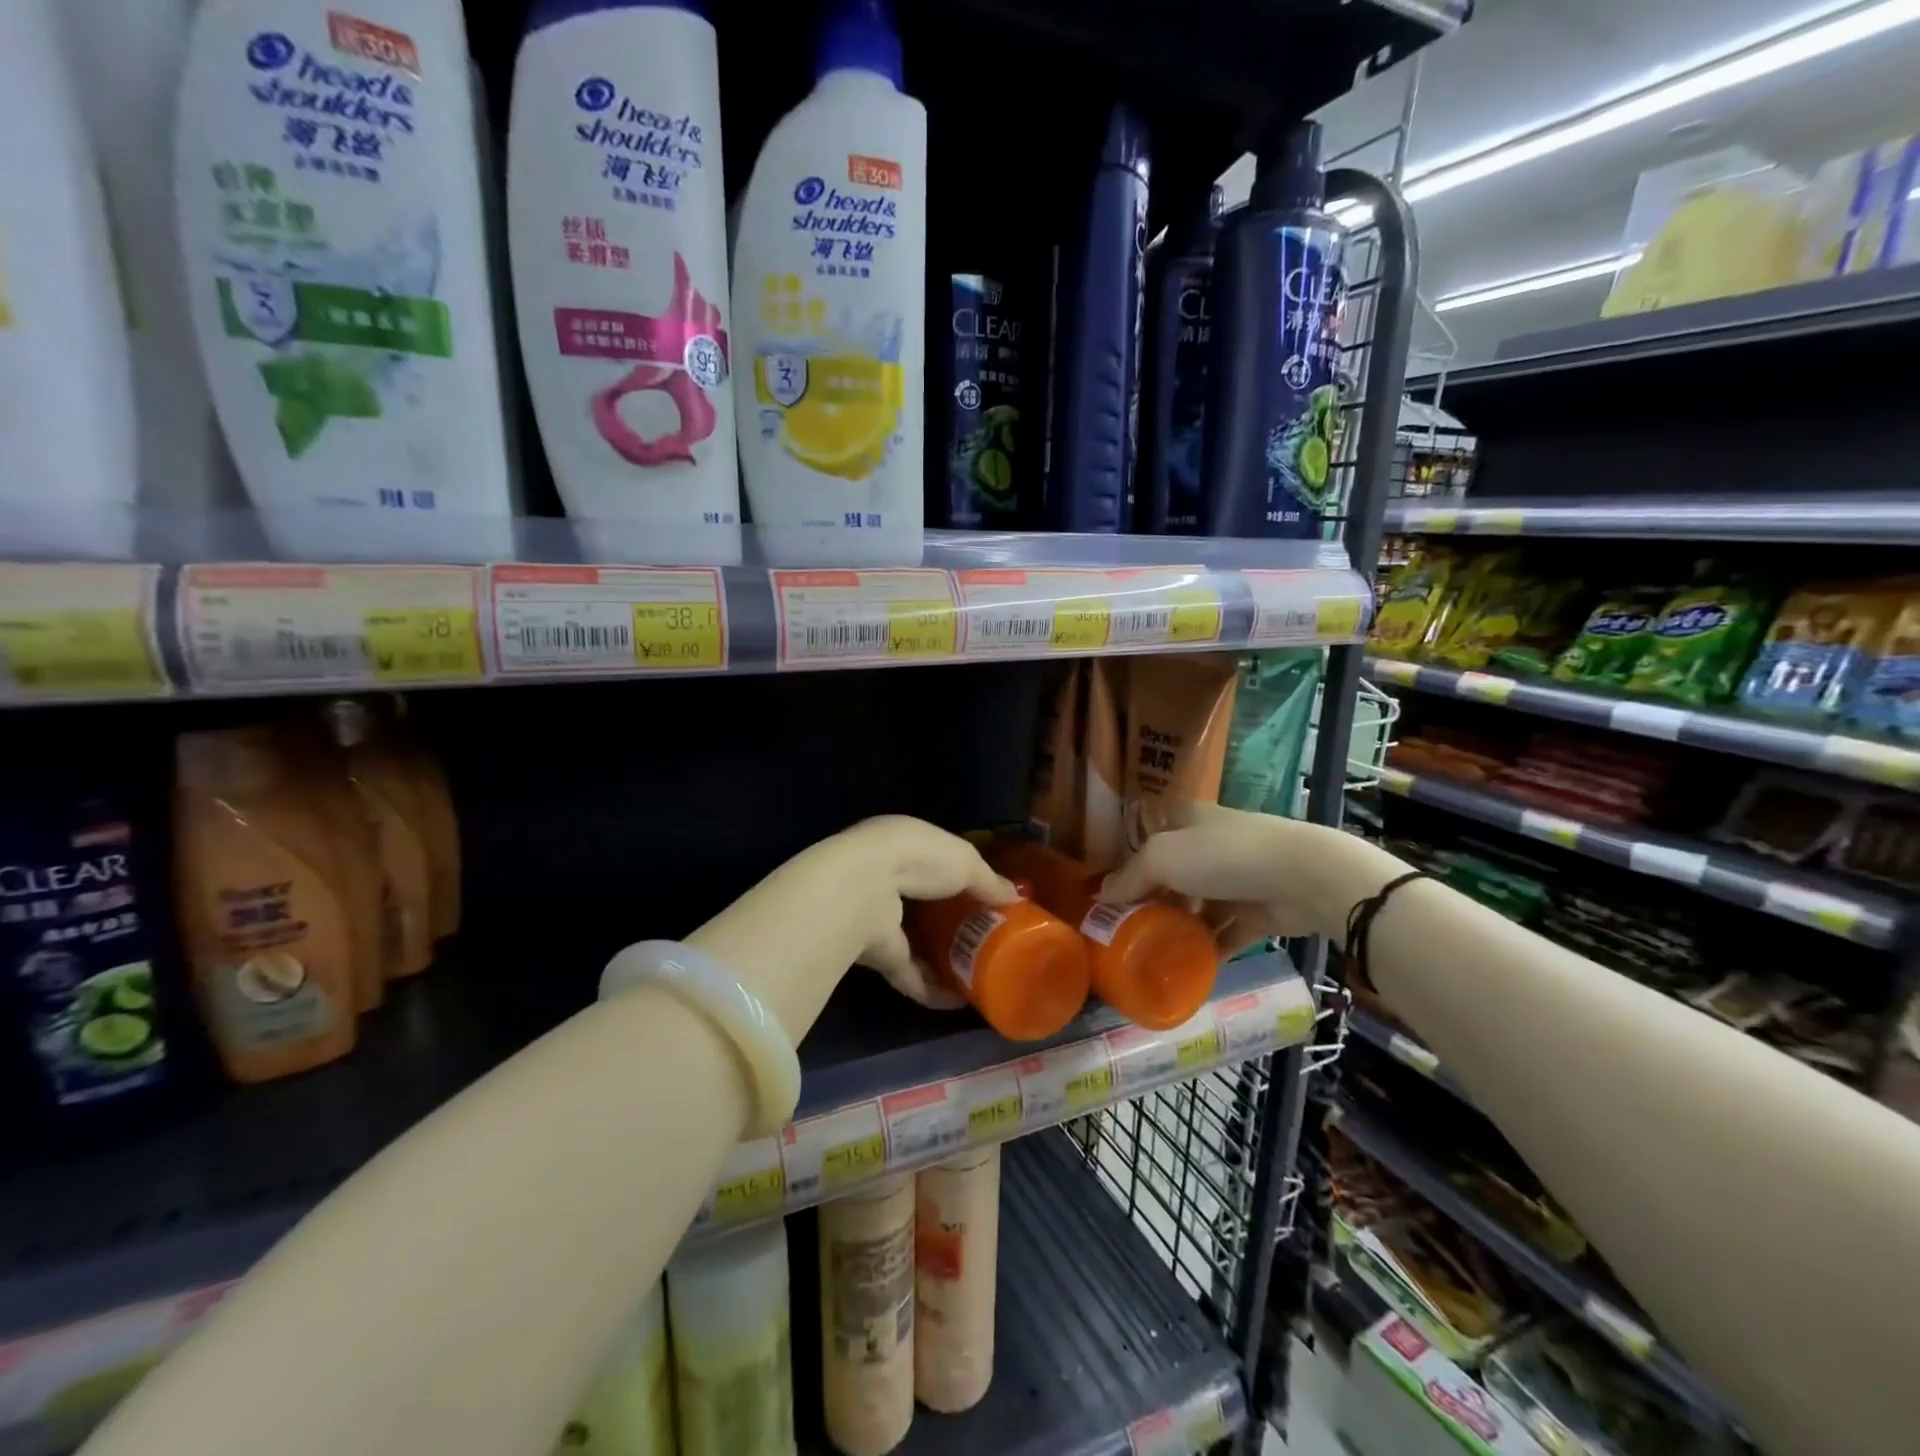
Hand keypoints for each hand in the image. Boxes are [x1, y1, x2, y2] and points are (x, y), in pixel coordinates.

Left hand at [831, 815, 1020, 1008]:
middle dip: (956, 925)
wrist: (863, 889)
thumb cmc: (919, 859)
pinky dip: (933, 989)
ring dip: (944, 962)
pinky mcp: (876, 955)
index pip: (938, 864)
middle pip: (928, 907)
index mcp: (906, 846)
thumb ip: (990, 882)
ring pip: (916, 943)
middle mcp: (888, 879)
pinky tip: (960, 1002)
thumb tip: (1016, 898)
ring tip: (979, 977)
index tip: (991, 901)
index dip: (964, 881)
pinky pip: (909, 975)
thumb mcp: (966, 862)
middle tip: (990, 943)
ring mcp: (879, 919)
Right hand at [1098, 802, 1366, 955]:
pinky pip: (1225, 933)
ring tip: (1151, 956)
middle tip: (1124, 932)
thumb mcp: (1163, 857)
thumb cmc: (1223, 856)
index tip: (1106, 895)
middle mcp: (1209, 845)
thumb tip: (1101, 895)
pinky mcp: (1257, 911)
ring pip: (1197, 906)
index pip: (1148, 838)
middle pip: (1171, 875)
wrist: (1304, 878)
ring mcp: (1236, 879)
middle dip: (1150, 902)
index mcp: (1186, 820)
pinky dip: (1209, 949)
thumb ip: (1130, 876)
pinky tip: (1188, 970)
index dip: (1126, 863)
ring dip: (1179, 929)